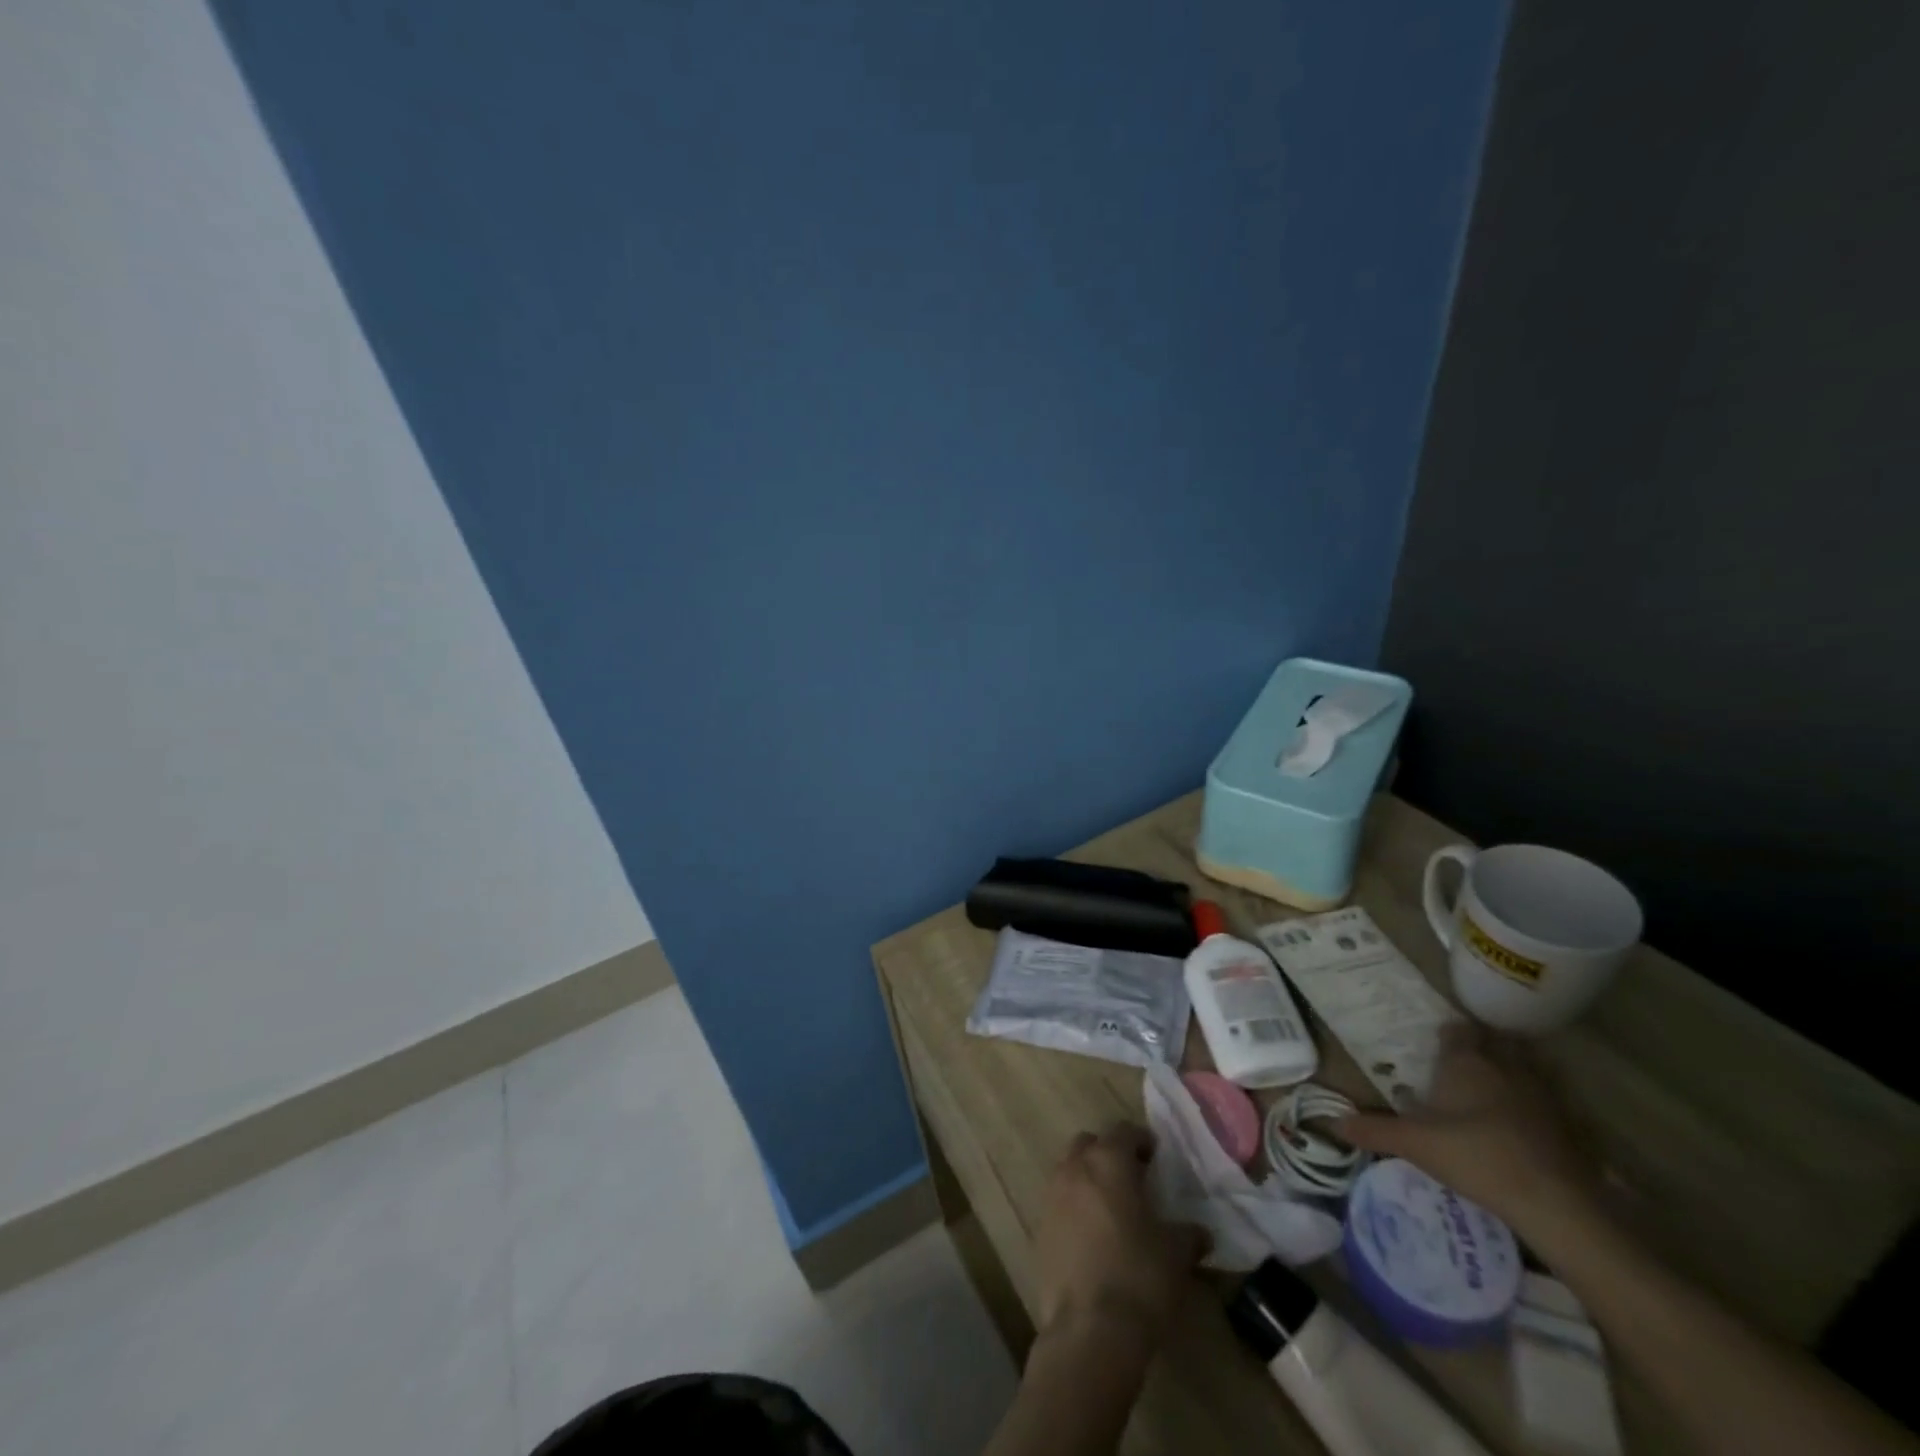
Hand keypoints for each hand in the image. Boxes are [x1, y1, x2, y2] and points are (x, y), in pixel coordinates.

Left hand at [1031, 1123, 1205, 1349]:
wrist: (1089, 1330)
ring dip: (1088, 1179)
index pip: (1123, 1131)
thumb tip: (1200, 1232)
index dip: (1141, 1140)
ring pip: (1069, 1170)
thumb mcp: (1176, 1254)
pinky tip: (1093, 1237)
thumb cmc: (1139, 1278)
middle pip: (1089, 1143)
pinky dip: (1074, 1208)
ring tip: (1112, 1208)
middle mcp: (1075, 1168)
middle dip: (1108, 1153)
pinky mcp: (1039, 1228)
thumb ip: (1188, 1234)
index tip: (1156, 1156)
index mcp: (1108, 1162)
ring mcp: (1051, 1197)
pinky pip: (1059, 1203)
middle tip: (1132, 1178)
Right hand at [1337, 1025, 1601, 1242]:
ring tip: (1498, 1082)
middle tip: (1468, 1058)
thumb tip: (1333, 1121)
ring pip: (1527, 1065)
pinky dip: (1540, 1101)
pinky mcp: (1570, 1123)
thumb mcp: (1414, 1144)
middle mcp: (1504, 1066)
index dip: (1450, 1033)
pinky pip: (1551, 1098)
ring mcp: (1542, 1093)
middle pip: (1495, 1041)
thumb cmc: (1474, 1156)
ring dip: (1514, 1067)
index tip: (1439, 1040)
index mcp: (1465, 1063)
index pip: (1457, 1031)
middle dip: (1484, 1044)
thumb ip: (1373, 1130)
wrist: (1554, 1201)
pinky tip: (1530, 1120)